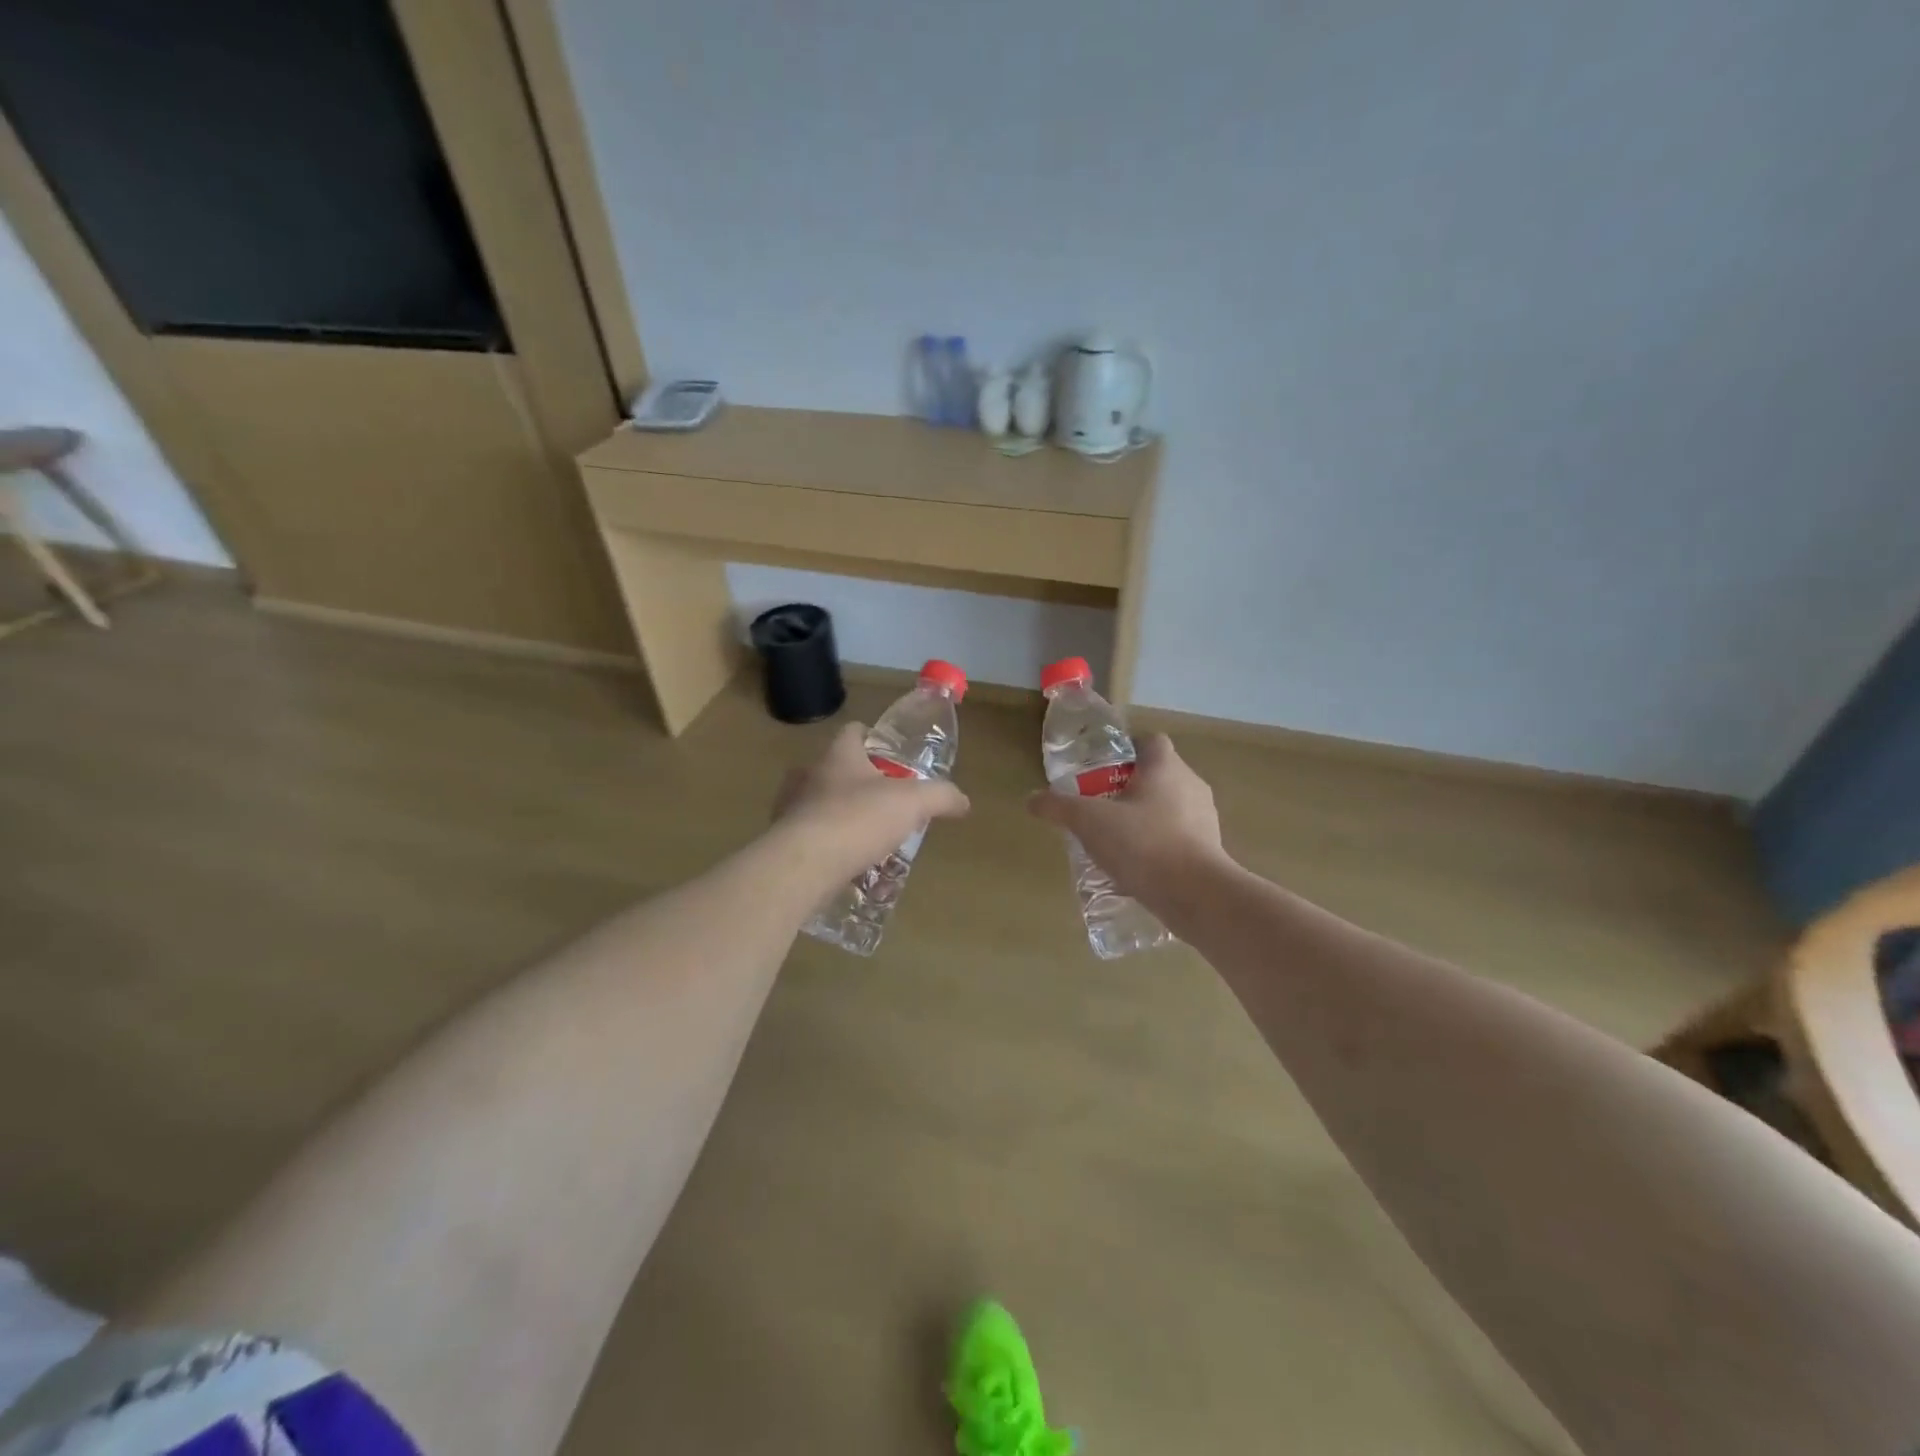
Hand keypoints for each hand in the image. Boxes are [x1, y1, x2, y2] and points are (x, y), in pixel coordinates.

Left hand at [773, 722, 969, 885]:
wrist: (802, 866)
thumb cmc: (857, 819)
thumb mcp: (913, 803)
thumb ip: (940, 796)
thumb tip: (963, 801)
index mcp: (839, 755)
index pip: (853, 731)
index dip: (872, 737)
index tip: (890, 754)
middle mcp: (809, 775)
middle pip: (834, 768)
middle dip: (857, 781)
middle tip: (884, 800)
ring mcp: (790, 808)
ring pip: (818, 803)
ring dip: (839, 815)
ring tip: (866, 836)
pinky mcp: (782, 841)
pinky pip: (808, 838)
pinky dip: (826, 846)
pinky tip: (846, 864)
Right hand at [1026, 734, 1225, 905]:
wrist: (1196, 895)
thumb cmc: (1143, 844)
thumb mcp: (1089, 822)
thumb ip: (1059, 807)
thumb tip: (1031, 799)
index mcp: (1166, 767)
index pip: (1150, 742)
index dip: (1127, 750)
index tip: (1103, 770)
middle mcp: (1191, 785)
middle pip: (1159, 775)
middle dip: (1130, 788)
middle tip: (1101, 807)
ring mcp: (1205, 819)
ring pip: (1170, 807)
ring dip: (1146, 818)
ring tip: (1116, 840)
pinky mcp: (1210, 850)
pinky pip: (1179, 837)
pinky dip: (1159, 845)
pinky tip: (1137, 867)